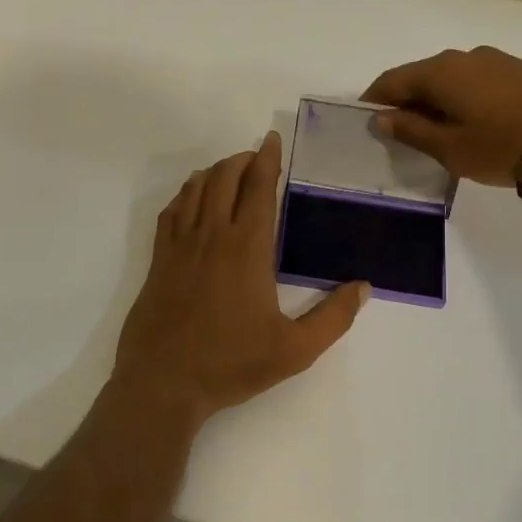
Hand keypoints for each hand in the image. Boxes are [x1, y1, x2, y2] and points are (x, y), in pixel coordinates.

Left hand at [113, 132, 368, 423]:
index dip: (267, 160)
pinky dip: (184, 195)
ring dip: (214, 173)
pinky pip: (170, 212)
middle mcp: (212, 236)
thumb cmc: (230, 364)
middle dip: (241, 160)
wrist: (163, 380)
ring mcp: (180, 246)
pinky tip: (191, 200)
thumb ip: (332, 318)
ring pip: (195, 190)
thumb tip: (363, 287)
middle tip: (255, 158)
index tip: (271, 140)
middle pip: (224, 178)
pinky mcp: (159, 260)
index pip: (258, 188)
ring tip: (228, 172)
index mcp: (247, 249)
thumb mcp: (294, 350)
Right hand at [361, 46, 521, 186]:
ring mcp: (493, 61)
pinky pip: (472, 84)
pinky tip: (469, 128)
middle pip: (418, 78)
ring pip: (447, 81)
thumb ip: (411, 132)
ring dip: (434, 105)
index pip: (389, 82)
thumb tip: (382, 118)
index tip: (367, 127)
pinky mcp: (517, 71)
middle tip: (401, 138)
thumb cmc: (507, 144)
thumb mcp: (450, 148)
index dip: (372, 103)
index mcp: (438, 73)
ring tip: (437, 137)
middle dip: (403, 105)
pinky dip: (459, 103)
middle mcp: (461, 58)